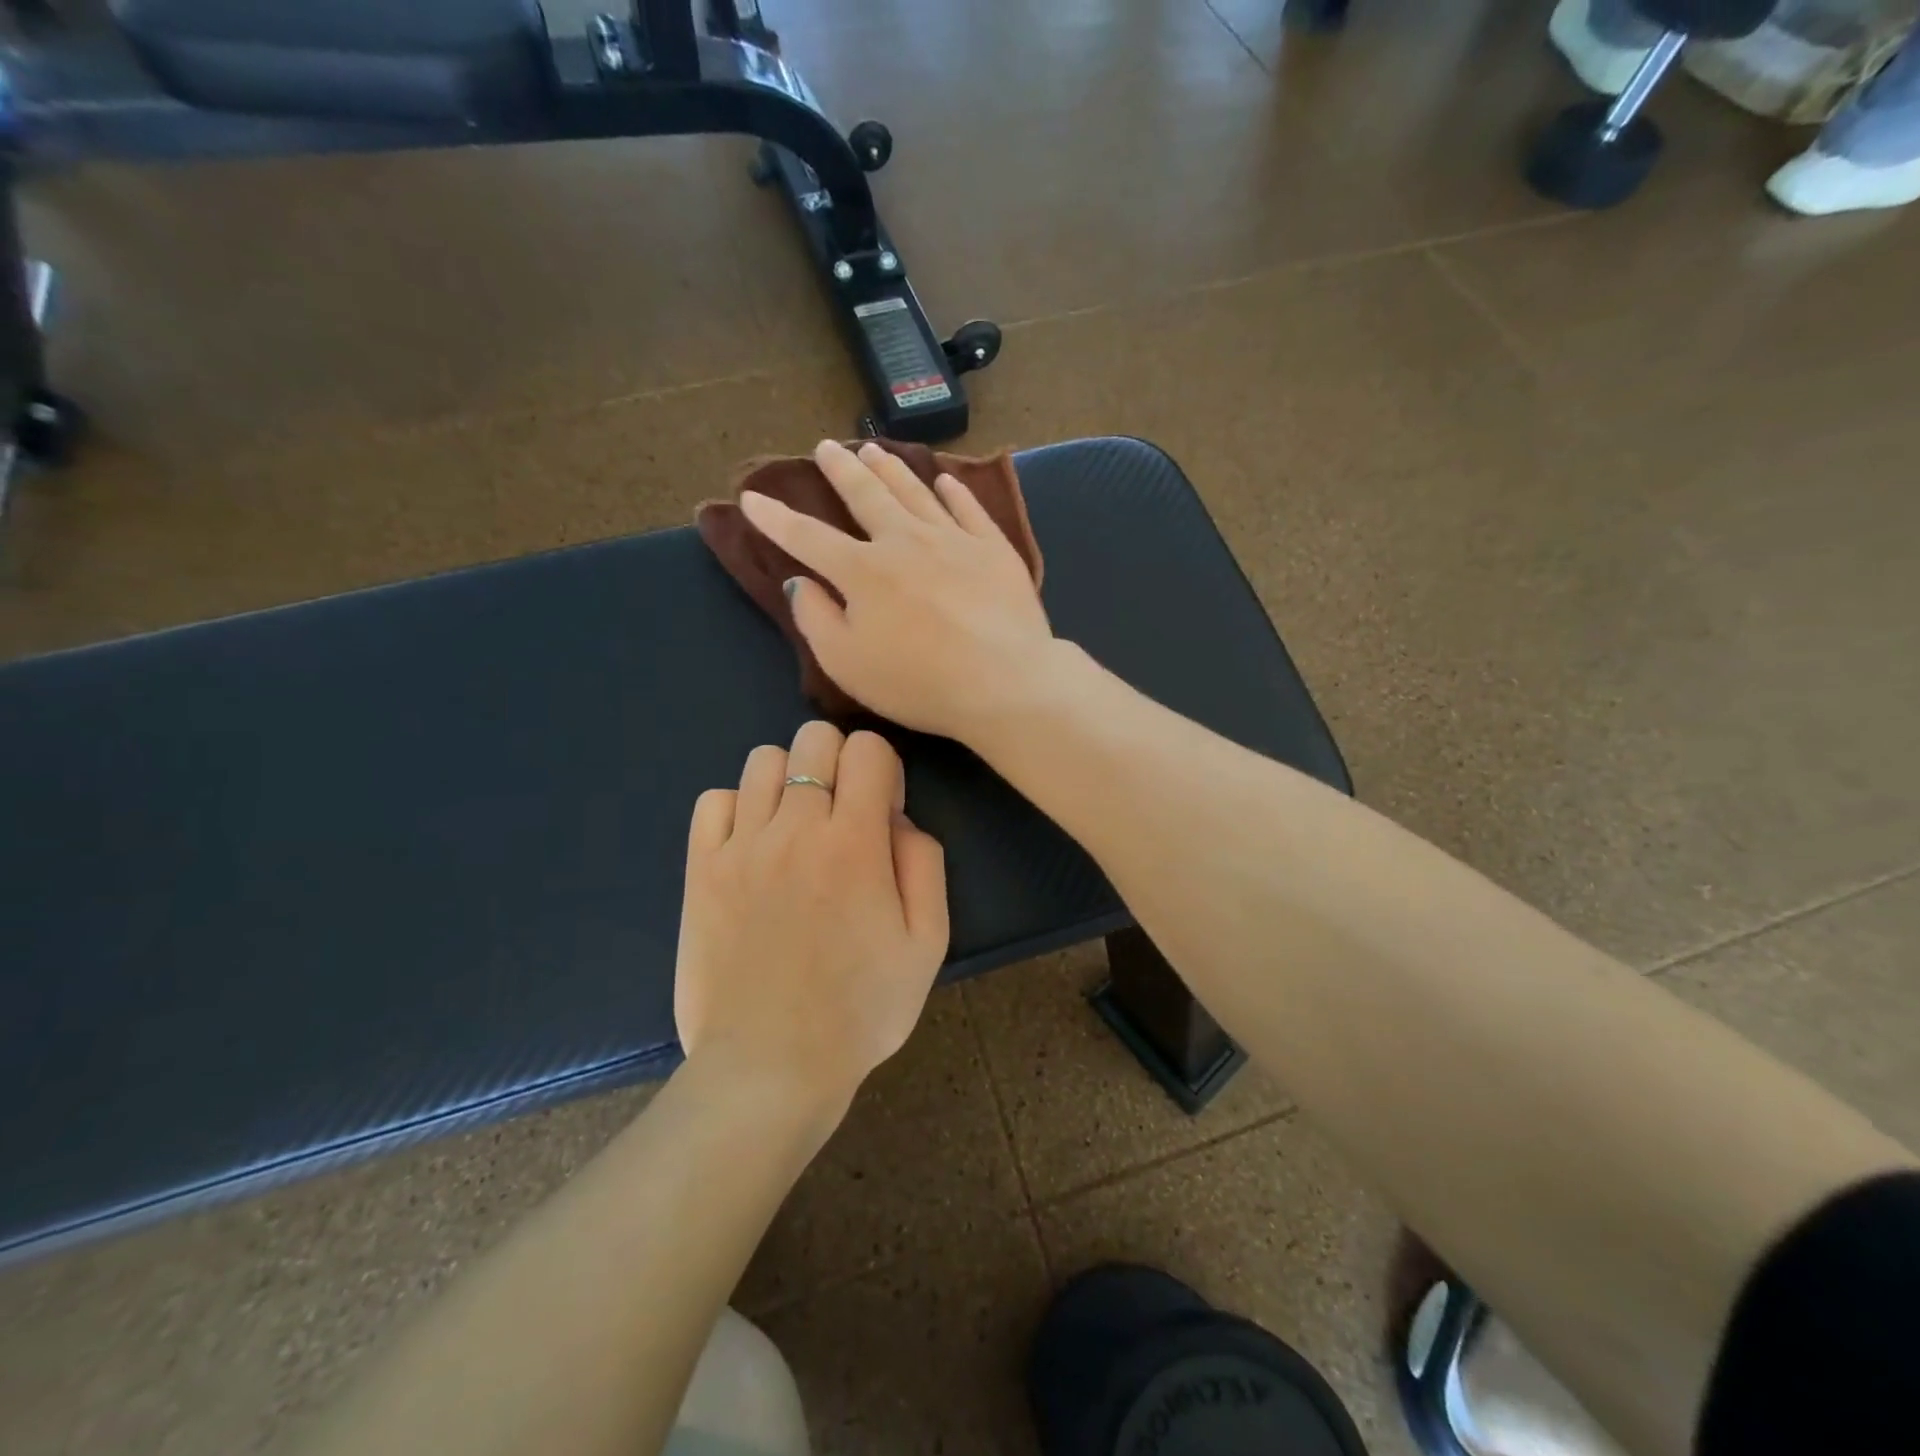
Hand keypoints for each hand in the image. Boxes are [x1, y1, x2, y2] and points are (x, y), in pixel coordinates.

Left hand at [675, 720, 948, 1118]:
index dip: (883, 769)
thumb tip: (896, 817)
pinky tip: (753, 845)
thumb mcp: (928, 942)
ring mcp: (740, 846)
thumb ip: (924, 862)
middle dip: (838, 760)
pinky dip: (738, 808)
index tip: (882, 810)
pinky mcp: (700, 869)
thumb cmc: (861, 1009)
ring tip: (796, 827)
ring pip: (763, 759)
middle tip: (842, 812)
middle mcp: (795, 829)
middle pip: (814, 738)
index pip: (868, 748)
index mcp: (854, 843)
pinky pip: (714, 800)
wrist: (771, 1067)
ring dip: (790, 779)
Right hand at [739, 439, 1058, 741]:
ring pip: (914, 492)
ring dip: (891, 469)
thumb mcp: (847, 664)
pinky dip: (953, 491)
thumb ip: (816, 619)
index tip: (753, 497)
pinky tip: (945, 481)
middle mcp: (904, 541)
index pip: (808, 537)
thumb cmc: (919, 682)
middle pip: (866, 495)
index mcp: (862, 571)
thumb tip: (799, 581)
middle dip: (841, 470)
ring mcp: (953, 539)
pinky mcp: (993, 548)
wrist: (1004, 682)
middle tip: (826, 447)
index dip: (776, 518)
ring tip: (874, 449)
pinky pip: (968, 508)